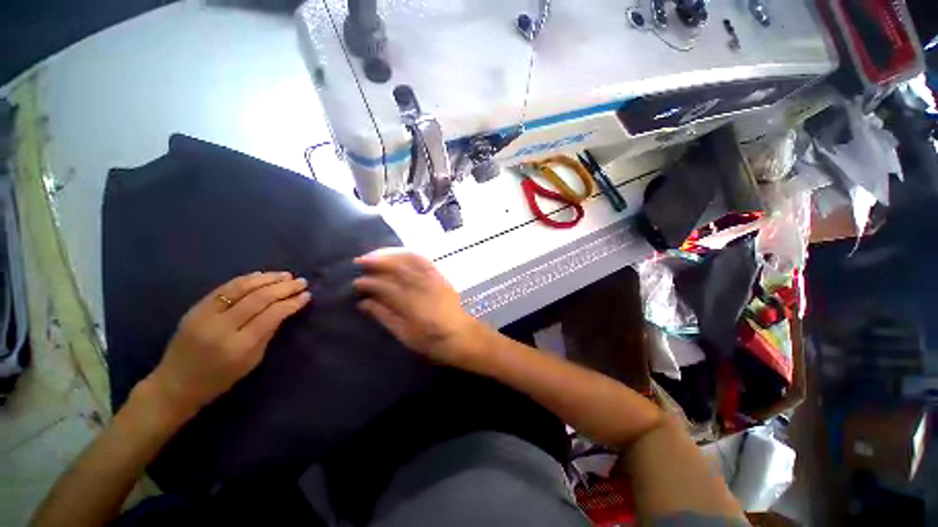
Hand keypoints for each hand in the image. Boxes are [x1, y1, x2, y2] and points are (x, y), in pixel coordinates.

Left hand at [147, 272, 310, 417]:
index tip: (306, 295)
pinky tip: (261, 276)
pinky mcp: (195, 308)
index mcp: (238, 346)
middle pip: (258, 298)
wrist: (175, 384)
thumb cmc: (220, 379)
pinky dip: (246, 279)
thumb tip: (285, 309)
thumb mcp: (252, 361)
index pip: (271, 315)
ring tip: (286, 275)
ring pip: (241, 288)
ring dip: (267, 278)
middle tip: (302, 282)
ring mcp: (205, 315)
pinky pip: (224, 288)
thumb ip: (268, 333)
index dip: (291, 303)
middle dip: (284, 287)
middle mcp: (221, 327)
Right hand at [353, 249, 481, 365]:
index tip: (356, 283)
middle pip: (396, 267)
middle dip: (376, 261)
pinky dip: (410, 254)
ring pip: (409, 259)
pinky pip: (424, 260)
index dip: (368, 283)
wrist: (462, 335)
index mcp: (410, 303)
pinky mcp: (440, 276)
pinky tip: (400, 254)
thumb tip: (364, 302)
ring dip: (391, 254)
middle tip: (359, 261)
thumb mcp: (405, 335)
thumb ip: (384, 316)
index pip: (384, 286)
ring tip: (376, 254)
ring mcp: (433, 279)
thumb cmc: (432, 341)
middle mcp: (421, 286)